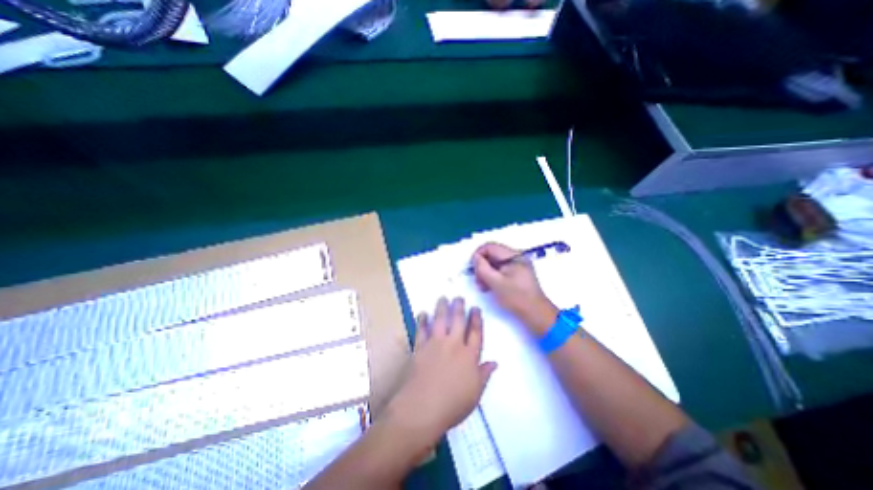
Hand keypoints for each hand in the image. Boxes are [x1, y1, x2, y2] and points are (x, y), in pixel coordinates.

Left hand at [383, 297, 497, 448]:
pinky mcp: (420, 347)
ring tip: (443, 298)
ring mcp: (435, 344)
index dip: (476, 319)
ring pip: (440, 320)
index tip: (475, 308)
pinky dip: (422, 320)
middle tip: (459, 297)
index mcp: (469, 356)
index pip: (475, 332)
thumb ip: (484, 375)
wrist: (423, 408)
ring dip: (442, 307)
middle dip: (459, 307)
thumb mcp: (475, 393)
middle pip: (458, 321)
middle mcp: (453, 345)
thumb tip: (494, 362)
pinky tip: (422, 313)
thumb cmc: (453, 404)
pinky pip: (421, 330)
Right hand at [475, 241, 555, 335]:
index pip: (490, 246)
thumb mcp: (495, 282)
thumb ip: (482, 268)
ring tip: (482, 286)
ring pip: (495, 262)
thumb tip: (475, 257)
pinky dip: (493, 276)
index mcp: (513, 256)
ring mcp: (518, 265)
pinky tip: (489, 287)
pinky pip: (501, 269)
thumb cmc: (516, 297)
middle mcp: (516, 257)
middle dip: (482, 266)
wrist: (536, 313)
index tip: (472, 268)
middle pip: (492, 254)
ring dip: (486, 272)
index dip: (478, 255)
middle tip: (477, 280)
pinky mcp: (517, 273)